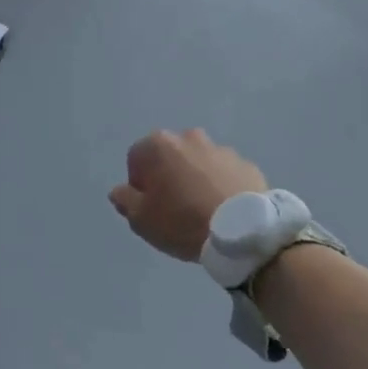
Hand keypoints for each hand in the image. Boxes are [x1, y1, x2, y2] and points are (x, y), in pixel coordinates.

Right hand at [110, 129, 266, 261]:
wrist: (243, 230)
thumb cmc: (183, 220)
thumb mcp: (141, 219)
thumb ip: (125, 200)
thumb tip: (120, 191)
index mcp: (159, 145)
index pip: (136, 159)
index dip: (139, 184)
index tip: (149, 206)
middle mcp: (189, 137)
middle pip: (169, 156)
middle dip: (168, 175)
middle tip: (174, 206)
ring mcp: (221, 149)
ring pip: (199, 162)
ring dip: (196, 178)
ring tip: (203, 209)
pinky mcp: (247, 164)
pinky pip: (225, 173)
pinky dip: (221, 185)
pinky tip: (224, 210)